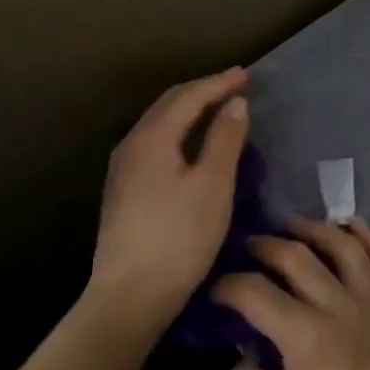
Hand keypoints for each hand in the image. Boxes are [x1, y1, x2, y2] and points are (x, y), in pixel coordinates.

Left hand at [89, 68, 249, 328]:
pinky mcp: (123, 190)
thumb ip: (225, 139)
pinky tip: (192, 145)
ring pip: (159, 123)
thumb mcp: (213, 186)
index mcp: (152, 138)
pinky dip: (179, 131)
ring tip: (217, 108)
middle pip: (169, 104)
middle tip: (234, 86)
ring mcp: (123, 169)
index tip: (247, 74)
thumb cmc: (179, 238)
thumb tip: (235, 103)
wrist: (130, 295)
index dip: (219, 83)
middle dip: (202, 91)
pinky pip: (155, 142)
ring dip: (189, 110)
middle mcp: (131, 145)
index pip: (189, 96)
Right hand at [213, 218, 369, 369]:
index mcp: (306, 336)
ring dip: (315, 229)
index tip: (216, 290)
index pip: (256, 293)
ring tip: (294, 227)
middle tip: (249, 246)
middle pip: (298, 256)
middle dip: (266, 246)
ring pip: (345, 246)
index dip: (229, 286)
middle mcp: (341, 306)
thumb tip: (243, 356)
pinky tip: (354, 230)